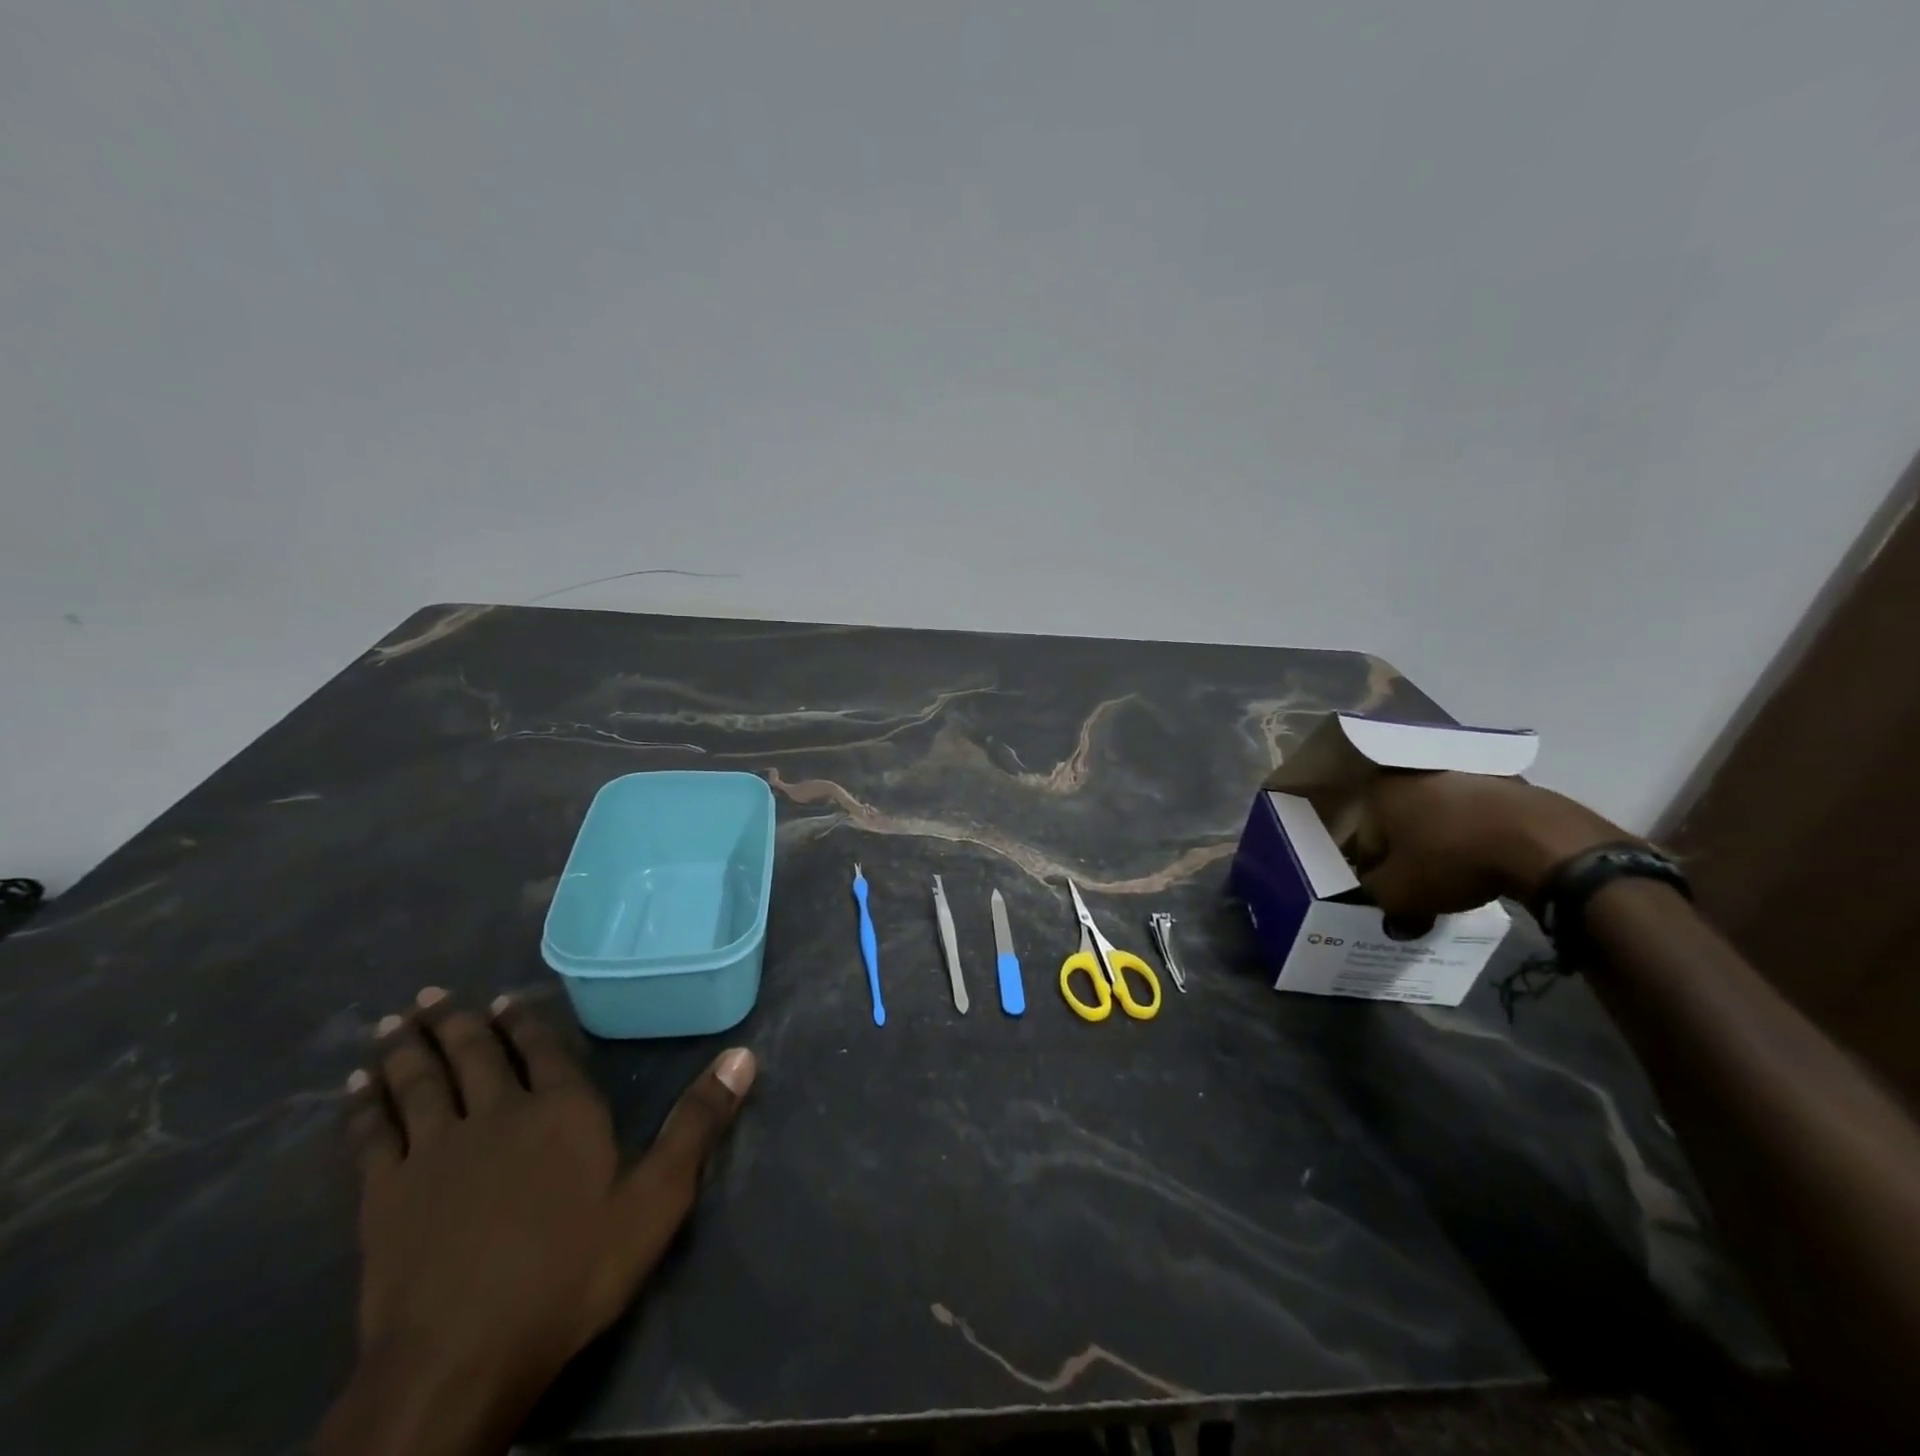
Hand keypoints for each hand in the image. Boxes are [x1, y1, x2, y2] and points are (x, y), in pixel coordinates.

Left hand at [314, 988, 755, 1455]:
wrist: (460, 1358)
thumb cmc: (570, 1271)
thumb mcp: (656, 1199)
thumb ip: (698, 1123)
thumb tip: (745, 1055)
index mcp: (561, 1109)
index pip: (542, 1048)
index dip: (526, 1022)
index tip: (508, 1000)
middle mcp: (496, 1113)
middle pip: (473, 1053)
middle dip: (457, 1020)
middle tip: (435, 992)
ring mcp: (435, 1151)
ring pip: (418, 1082)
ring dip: (407, 1048)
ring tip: (397, 1019)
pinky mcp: (385, 1194)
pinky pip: (372, 1135)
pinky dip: (365, 1106)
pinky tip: (357, 1087)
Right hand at [1354, 771, 1623, 932]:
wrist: (1543, 840)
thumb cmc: (1453, 860)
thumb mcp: (1400, 894)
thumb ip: (1378, 897)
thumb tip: (1385, 904)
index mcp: (1380, 791)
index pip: (1366, 842)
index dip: (1376, 876)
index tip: (1394, 898)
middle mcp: (1413, 772)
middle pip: (1401, 825)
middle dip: (1408, 855)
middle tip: (1425, 887)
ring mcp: (1462, 771)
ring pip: (1439, 816)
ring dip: (1442, 841)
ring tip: (1461, 874)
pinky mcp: (1504, 779)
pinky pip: (1476, 813)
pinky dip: (1476, 833)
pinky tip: (1489, 858)